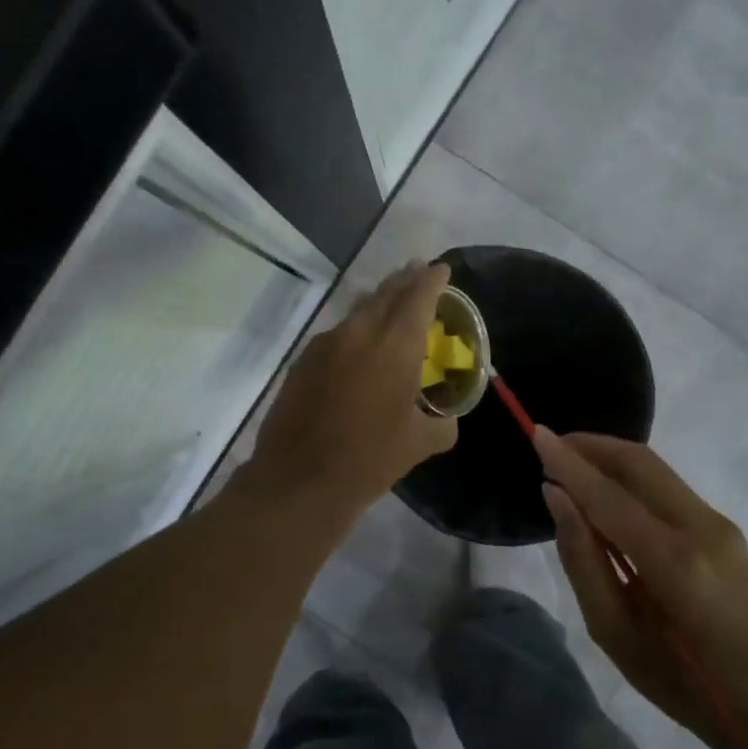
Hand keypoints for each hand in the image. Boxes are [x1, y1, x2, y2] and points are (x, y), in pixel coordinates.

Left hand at [238, 262, 458, 519]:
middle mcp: (359, 333)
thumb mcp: (419, 444)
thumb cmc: (369, 459)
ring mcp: (325, 344)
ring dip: (377, 302)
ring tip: (390, 301)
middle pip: (385, 294)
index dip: (432, 280)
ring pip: (357, 310)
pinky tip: (358, 345)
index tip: (441, 268)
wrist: (299, 479)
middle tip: (418, 272)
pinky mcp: (303, 361)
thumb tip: (448, 420)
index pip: (418, 297)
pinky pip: (336, 333)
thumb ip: (442, 425)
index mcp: (395, 345)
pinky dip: (354, 329)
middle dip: (404, 281)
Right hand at [535, 429, 747, 748]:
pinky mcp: (723, 528)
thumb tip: (557, 496)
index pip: (609, 496)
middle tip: (550, 444)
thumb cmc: (680, 682)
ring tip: (570, 464)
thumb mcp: (614, 632)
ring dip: (610, 458)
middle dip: (591, 446)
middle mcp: (702, 527)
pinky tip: (606, 494)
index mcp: (674, 562)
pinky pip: (666, 488)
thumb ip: (582, 558)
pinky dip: (630, 479)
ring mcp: (719, 524)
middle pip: (639, 463)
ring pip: (655, 470)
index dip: (569, 463)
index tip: (535, 434)